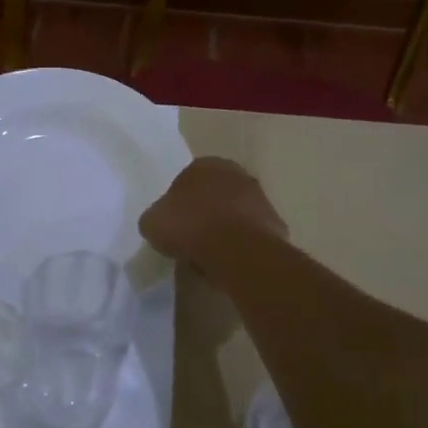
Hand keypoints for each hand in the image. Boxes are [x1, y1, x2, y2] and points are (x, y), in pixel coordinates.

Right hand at [140, 157, 286, 271]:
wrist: (238, 251)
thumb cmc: (190, 227)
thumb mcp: (152, 222)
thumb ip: (157, 217)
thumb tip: (162, 223)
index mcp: (205, 164)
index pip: (185, 180)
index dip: (176, 204)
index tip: (171, 225)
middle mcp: (236, 174)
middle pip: (213, 195)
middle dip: (203, 213)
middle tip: (188, 238)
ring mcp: (260, 198)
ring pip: (233, 215)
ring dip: (222, 230)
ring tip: (207, 255)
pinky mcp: (275, 224)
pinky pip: (248, 236)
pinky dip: (239, 246)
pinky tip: (226, 262)